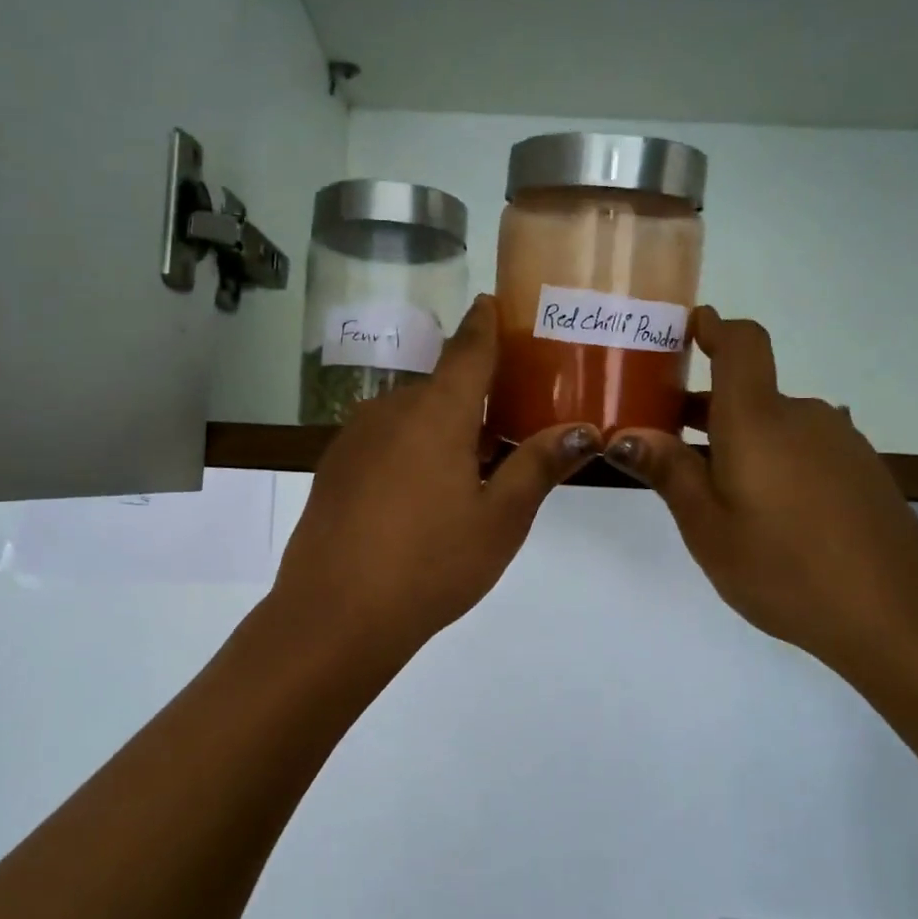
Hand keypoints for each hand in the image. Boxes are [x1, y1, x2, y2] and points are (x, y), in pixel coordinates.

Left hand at [272, 296, 601, 664]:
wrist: (334, 615)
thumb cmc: (431, 564)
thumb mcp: (500, 519)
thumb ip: (538, 466)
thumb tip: (583, 430)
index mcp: (436, 412)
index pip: (468, 348)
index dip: (485, 323)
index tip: (496, 303)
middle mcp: (391, 410)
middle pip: (443, 388)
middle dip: (478, 399)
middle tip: (513, 427)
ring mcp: (355, 438)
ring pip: (413, 417)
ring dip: (445, 429)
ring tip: (474, 470)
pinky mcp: (335, 467)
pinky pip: (386, 441)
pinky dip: (413, 450)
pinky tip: (424, 496)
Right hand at [604, 310, 917, 678]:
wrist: (900, 619)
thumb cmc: (786, 569)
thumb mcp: (708, 528)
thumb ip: (669, 472)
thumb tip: (625, 434)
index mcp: (759, 420)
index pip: (742, 343)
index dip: (713, 327)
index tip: (683, 331)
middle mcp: (802, 416)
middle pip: (748, 391)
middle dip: (703, 408)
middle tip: (663, 444)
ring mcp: (839, 442)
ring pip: (774, 424)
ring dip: (738, 440)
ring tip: (711, 493)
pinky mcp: (862, 470)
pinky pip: (802, 447)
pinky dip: (773, 460)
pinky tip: (767, 515)